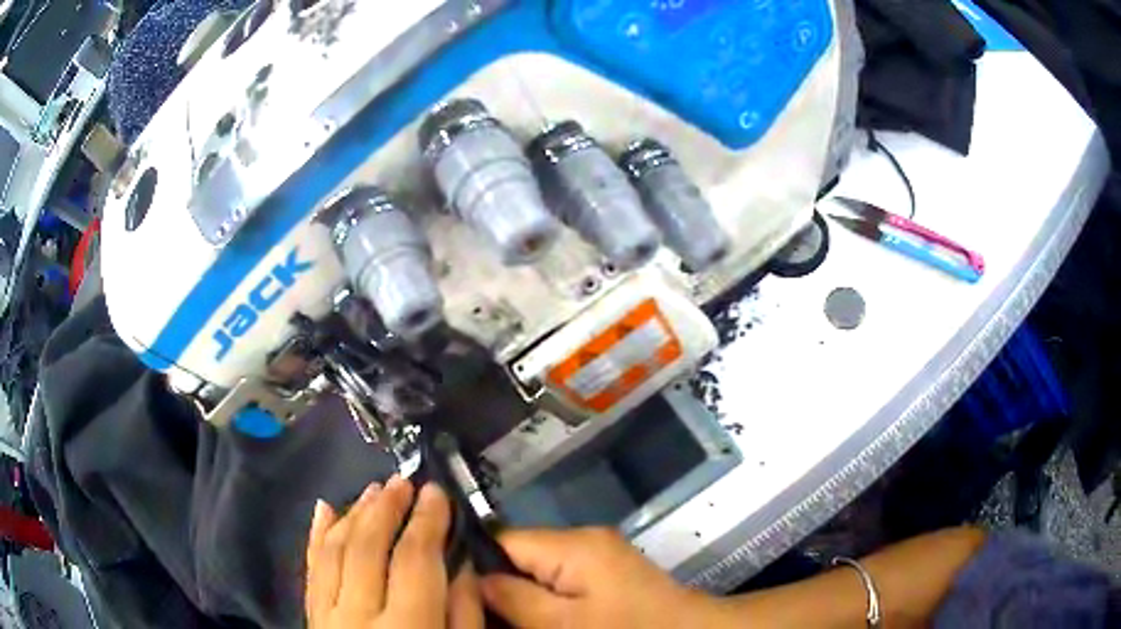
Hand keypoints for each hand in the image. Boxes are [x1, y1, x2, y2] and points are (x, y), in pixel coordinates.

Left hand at [305, 476, 482, 628]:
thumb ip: (464, 615)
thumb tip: (461, 565)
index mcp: (406, 628)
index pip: (414, 560)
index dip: (427, 522)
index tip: (437, 492)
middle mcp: (358, 615)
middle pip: (368, 547)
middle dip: (387, 508)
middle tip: (403, 481)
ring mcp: (328, 616)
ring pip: (334, 550)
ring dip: (354, 513)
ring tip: (373, 489)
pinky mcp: (312, 618)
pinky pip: (310, 569)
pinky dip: (316, 536)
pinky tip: (324, 509)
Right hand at [480, 528, 724, 628]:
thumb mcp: (563, 624)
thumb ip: (514, 598)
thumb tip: (473, 578)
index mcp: (572, 544)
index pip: (502, 540)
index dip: (476, 565)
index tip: (459, 594)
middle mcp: (584, 539)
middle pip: (520, 556)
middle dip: (502, 586)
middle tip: (488, 617)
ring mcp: (599, 555)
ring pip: (539, 570)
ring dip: (525, 595)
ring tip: (515, 621)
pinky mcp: (608, 572)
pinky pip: (563, 579)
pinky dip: (548, 599)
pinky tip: (543, 620)